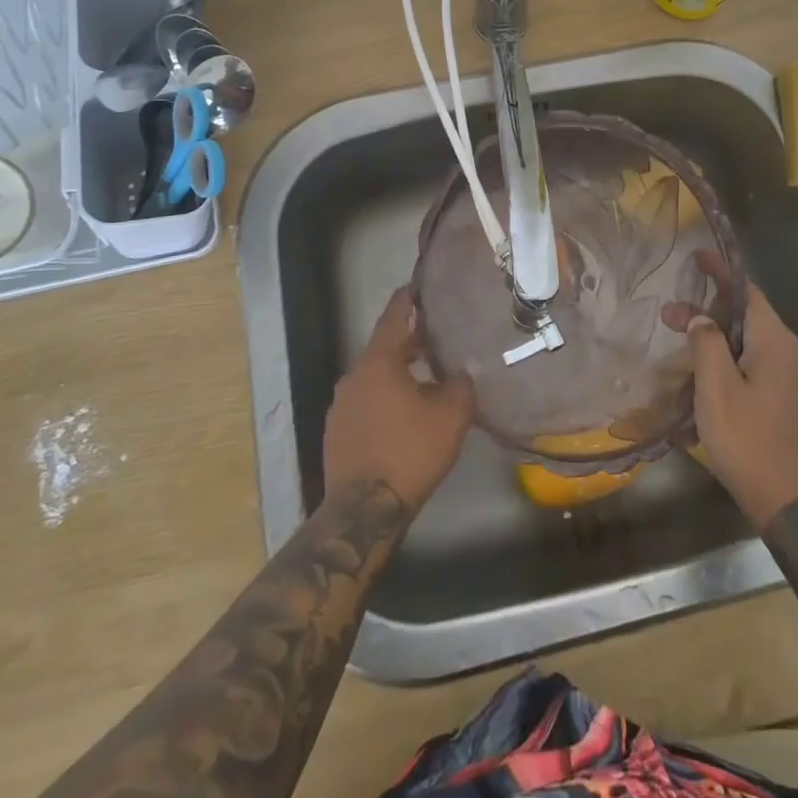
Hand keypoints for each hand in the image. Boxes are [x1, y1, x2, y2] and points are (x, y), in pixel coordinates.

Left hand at [323, 287, 474, 513]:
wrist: (363, 511)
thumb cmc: (410, 451)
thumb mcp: (450, 415)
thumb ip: (459, 384)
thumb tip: (460, 373)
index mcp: (378, 362)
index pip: (393, 318)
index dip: (407, 301)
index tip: (415, 286)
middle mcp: (353, 376)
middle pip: (383, 349)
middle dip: (408, 342)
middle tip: (434, 337)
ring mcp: (341, 406)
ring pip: (374, 378)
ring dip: (397, 373)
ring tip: (424, 378)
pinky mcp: (337, 432)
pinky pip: (365, 402)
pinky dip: (384, 398)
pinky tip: (403, 414)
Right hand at [669, 252, 797, 529]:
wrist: (797, 507)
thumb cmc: (750, 443)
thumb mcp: (717, 390)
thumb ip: (707, 344)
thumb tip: (702, 317)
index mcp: (777, 343)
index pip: (747, 292)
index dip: (720, 273)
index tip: (696, 257)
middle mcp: (794, 355)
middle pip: (748, 319)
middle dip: (709, 314)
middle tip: (669, 318)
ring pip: (753, 346)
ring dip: (718, 342)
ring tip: (683, 354)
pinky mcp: (796, 404)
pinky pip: (760, 369)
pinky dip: (733, 364)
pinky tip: (708, 383)